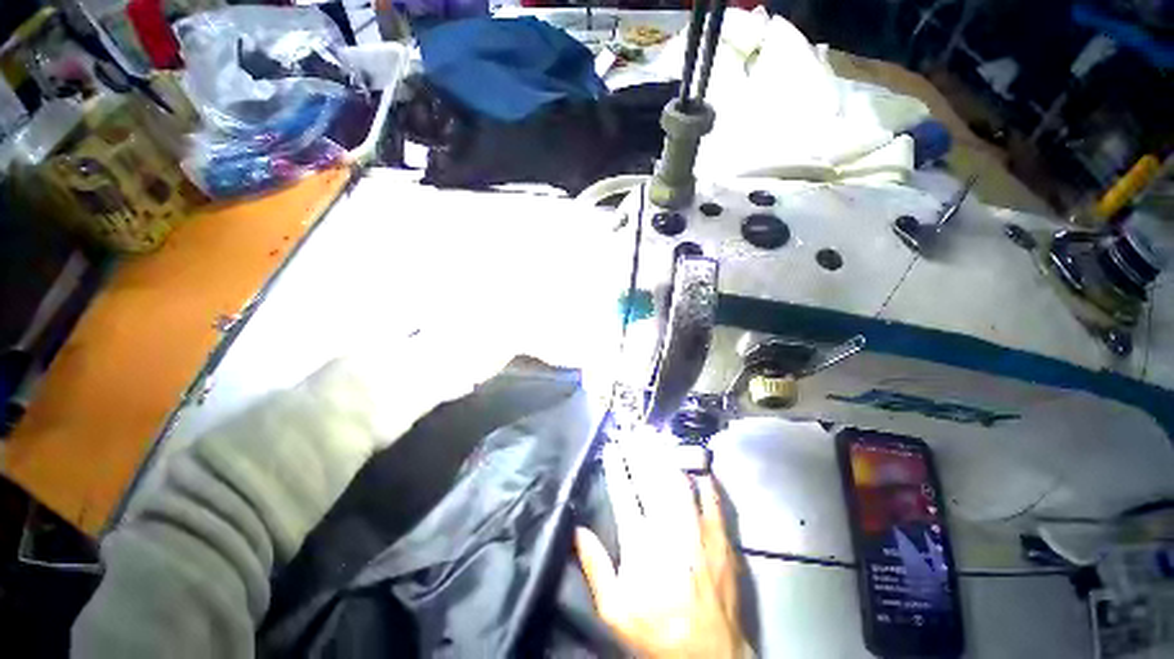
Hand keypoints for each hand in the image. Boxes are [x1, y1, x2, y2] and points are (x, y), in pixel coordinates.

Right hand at [575, 439, 744, 657]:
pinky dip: (703, 482)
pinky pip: (712, 501)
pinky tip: (696, 468)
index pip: (624, 494)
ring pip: (679, 483)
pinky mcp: (721, 539)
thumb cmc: (656, 632)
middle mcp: (669, 530)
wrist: (709, 656)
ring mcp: (699, 531)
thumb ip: (595, 566)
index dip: (616, 467)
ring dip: (666, 457)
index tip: (611, 447)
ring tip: (656, 438)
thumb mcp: (614, 610)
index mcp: (641, 544)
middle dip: (640, 451)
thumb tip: (576, 531)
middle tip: (633, 431)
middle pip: (651, 480)